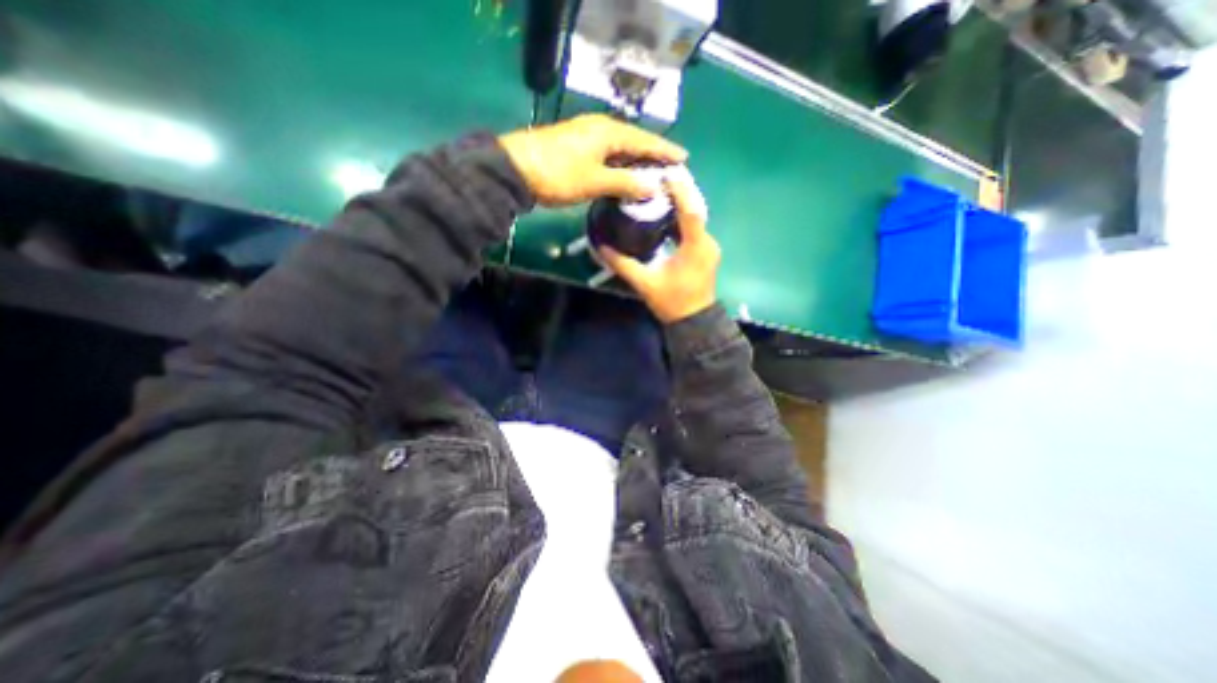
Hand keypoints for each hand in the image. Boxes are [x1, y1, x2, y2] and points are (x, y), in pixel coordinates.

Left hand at [493, 116, 682, 205]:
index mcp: (608, 132)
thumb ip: (625, 184)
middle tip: (669, 169)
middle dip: (652, 156)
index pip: (644, 140)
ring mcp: (587, 138)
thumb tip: (653, 187)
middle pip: (634, 142)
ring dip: (635, 163)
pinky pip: (607, 156)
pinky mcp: (577, 149)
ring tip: (652, 175)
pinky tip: (624, 178)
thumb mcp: (595, 181)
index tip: (683, 157)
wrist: (517, 170)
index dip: (664, 150)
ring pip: (620, 150)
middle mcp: (600, 129)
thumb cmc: (559, 173)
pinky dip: (619, 167)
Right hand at [602, 166, 719, 322]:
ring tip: (657, 194)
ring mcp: (708, 247)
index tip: (665, 174)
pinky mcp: (705, 252)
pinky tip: (665, 217)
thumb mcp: (645, 283)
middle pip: (694, 210)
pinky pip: (694, 229)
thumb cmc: (672, 303)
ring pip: (694, 219)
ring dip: (678, 206)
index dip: (680, 190)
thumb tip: (602, 247)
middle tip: (656, 180)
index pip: (691, 211)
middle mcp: (707, 242)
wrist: (693, 322)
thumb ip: (623, 264)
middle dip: (677, 193)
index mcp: (695, 247)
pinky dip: (680, 220)